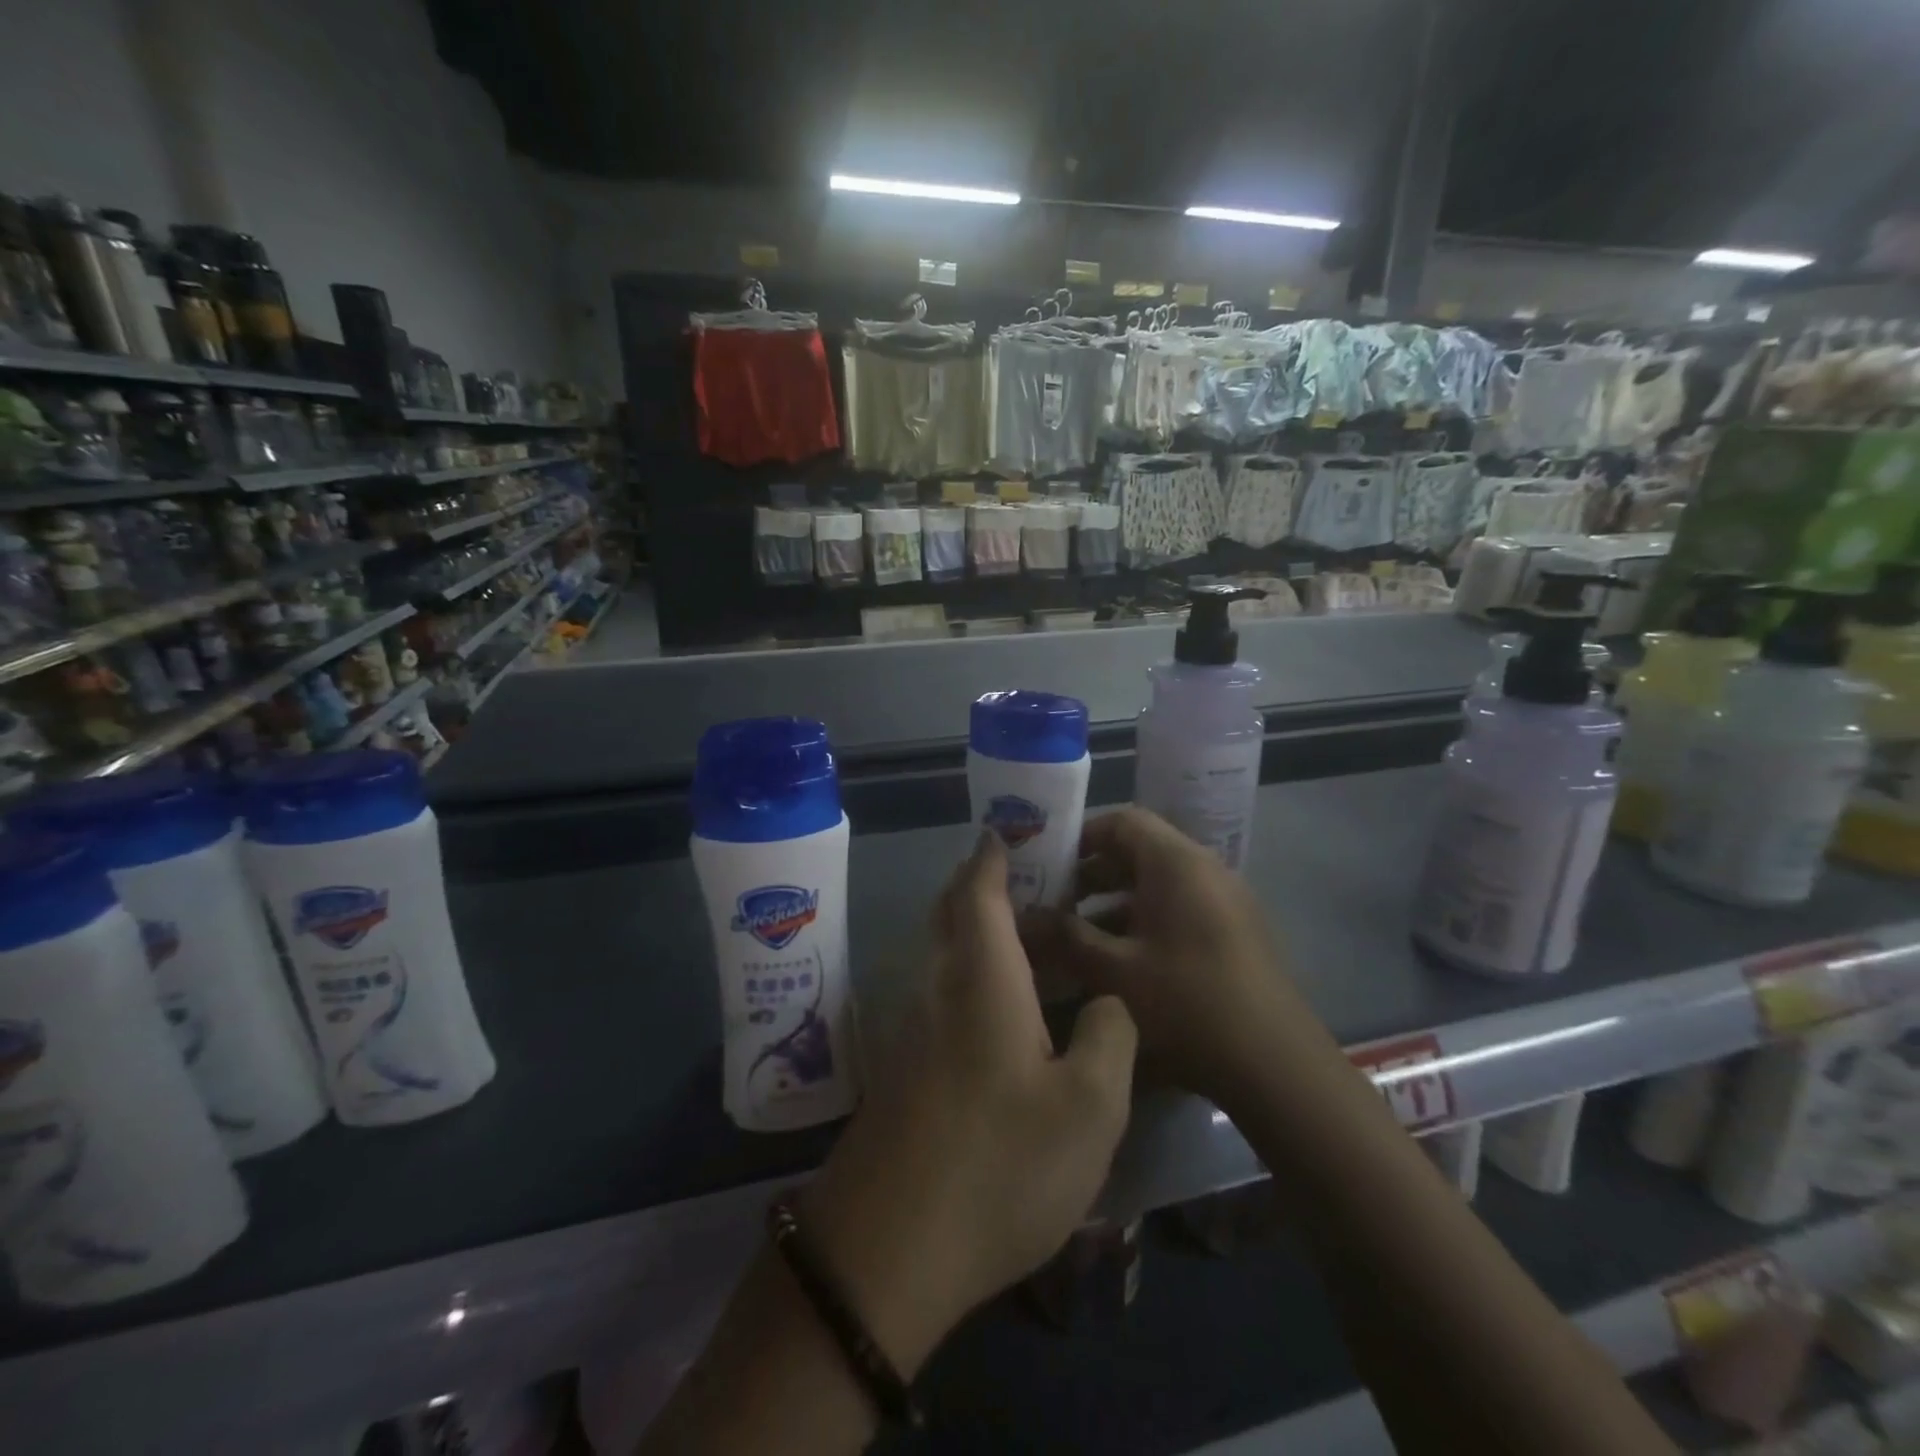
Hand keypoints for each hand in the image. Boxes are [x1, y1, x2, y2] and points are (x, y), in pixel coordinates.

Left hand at [800, 831, 1137, 1375]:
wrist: (886, 1249)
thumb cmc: (999, 1164)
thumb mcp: (1089, 1108)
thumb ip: (1108, 1037)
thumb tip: (1104, 1002)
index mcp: (981, 976)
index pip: (979, 890)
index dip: (993, 853)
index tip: (1008, 828)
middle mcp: (938, 986)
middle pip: (950, 912)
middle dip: (980, 883)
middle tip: (1026, 875)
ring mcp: (911, 1027)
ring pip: (942, 953)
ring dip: (974, 929)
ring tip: (1025, 935)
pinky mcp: (902, 1067)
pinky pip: (938, 992)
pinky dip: (968, 972)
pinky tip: (1000, 1007)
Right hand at [1020, 807, 1330, 1111]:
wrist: (1276, 1065)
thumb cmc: (1189, 1003)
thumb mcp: (1115, 972)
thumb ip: (1065, 938)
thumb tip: (1022, 919)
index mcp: (1176, 863)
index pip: (1122, 821)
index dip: (1080, 836)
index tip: (1045, 864)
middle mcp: (1204, 869)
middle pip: (1139, 850)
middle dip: (1091, 873)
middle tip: (1052, 900)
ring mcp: (1224, 900)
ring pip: (1157, 883)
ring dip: (1114, 901)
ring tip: (1075, 934)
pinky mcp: (1234, 931)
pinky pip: (1179, 907)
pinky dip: (1143, 920)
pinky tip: (1118, 960)